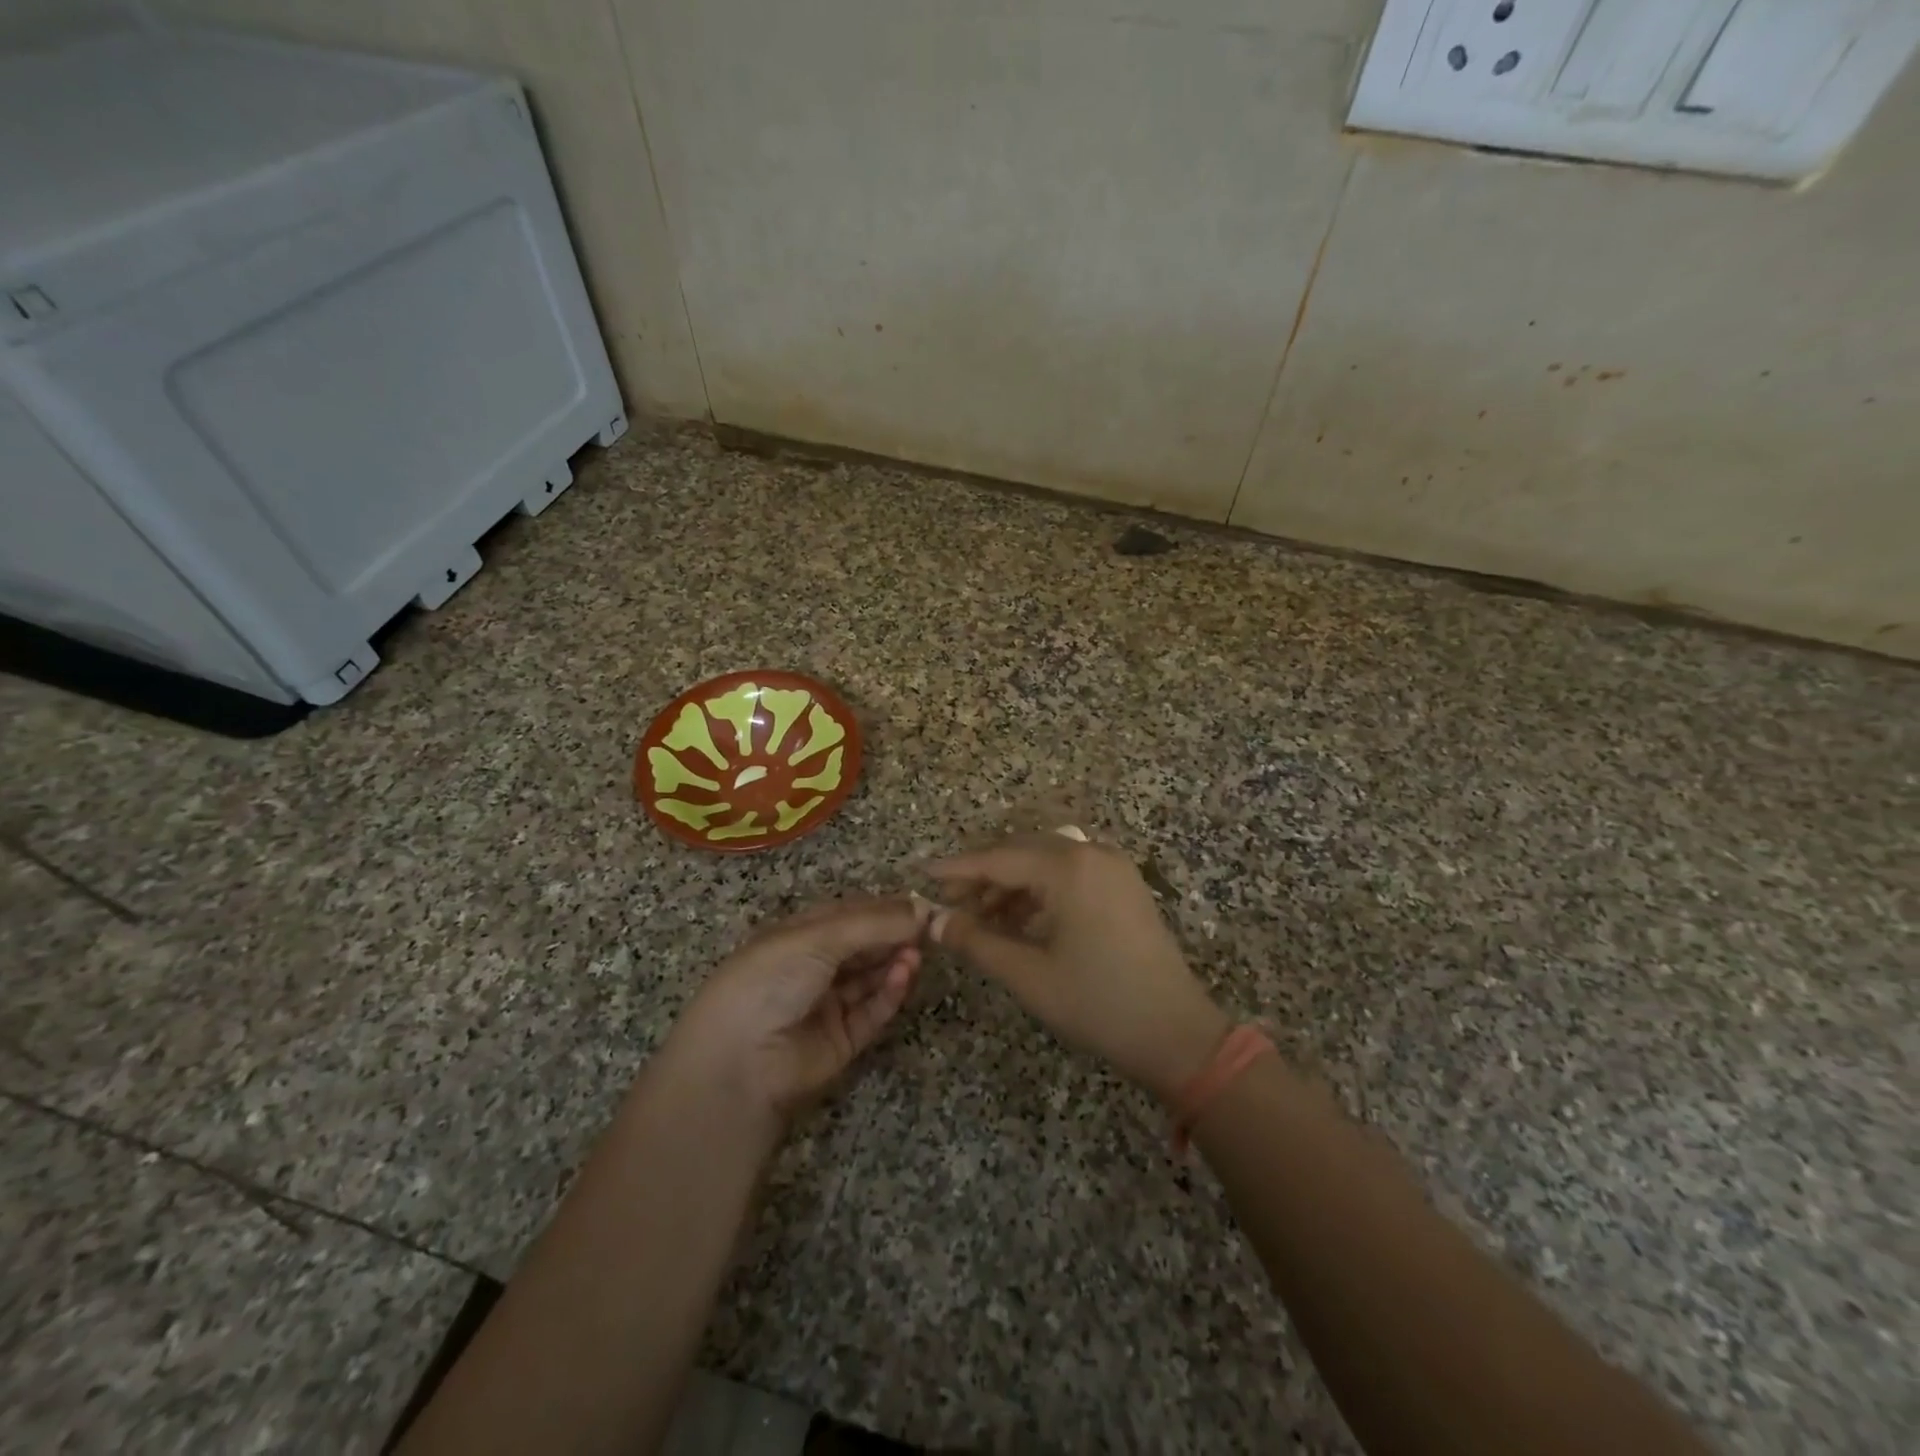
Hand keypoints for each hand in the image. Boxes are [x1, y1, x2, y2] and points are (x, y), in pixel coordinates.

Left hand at [664, 897, 926, 1123]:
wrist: (739, 1063)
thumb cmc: (771, 980)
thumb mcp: (819, 938)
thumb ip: (874, 923)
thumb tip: (923, 908)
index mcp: (799, 935)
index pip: (850, 914)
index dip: (883, 908)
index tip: (919, 904)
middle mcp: (814, 966)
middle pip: (865, 945)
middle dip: (894, 935)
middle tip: (929, 928)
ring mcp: (829, 1004)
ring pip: (872, 977)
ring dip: (895, 961)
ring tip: (918, 952)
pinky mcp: (844, 1039)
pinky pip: (873, 1011)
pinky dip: (891, 992)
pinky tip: (905, 974)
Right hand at [930, 835, 1229, 1101]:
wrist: (1177, 1034)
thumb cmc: (1098, 1004)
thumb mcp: (1028, 975)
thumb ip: (977, 942)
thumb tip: (935, 922)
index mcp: (1069, 868)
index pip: (998, 858)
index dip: (957, 869)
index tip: (923, 875)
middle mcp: (1092, 853)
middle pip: (1021, 851)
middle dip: (982, 875)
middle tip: (949, 904)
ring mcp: (1113, 867)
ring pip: (1045, 861)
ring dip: (1010, 884)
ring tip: (979, 917)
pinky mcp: (1123, 885)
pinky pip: (1069, 874)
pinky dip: (1039, 891)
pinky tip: (1018, 919)